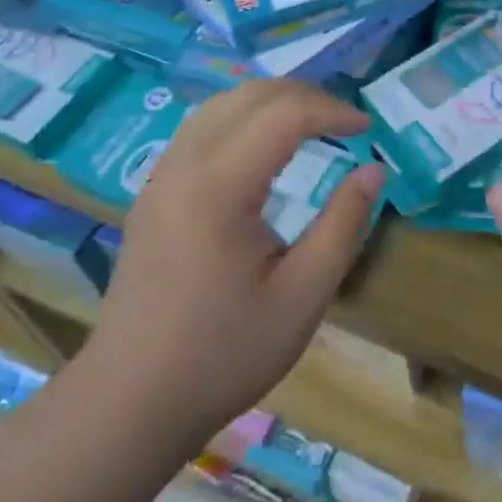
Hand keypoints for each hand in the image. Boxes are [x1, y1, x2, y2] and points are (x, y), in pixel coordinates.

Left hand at [81, 79, 382, 458]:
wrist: (128, 405)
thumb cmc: (221, 355)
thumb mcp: (302, 297)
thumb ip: (343, 225)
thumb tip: (373, 171)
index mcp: (217, 187)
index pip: (282, 114)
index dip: (330, 111)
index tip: (366, 130)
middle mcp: (183, 166)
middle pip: (249, 96)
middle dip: (304, 96)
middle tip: (344, 123)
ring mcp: (161, 177)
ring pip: (221, 104)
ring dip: (271, 102)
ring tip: (312, 124)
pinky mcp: (154, 193)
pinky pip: (202, 128)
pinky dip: (243, 118)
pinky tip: (265, 148)